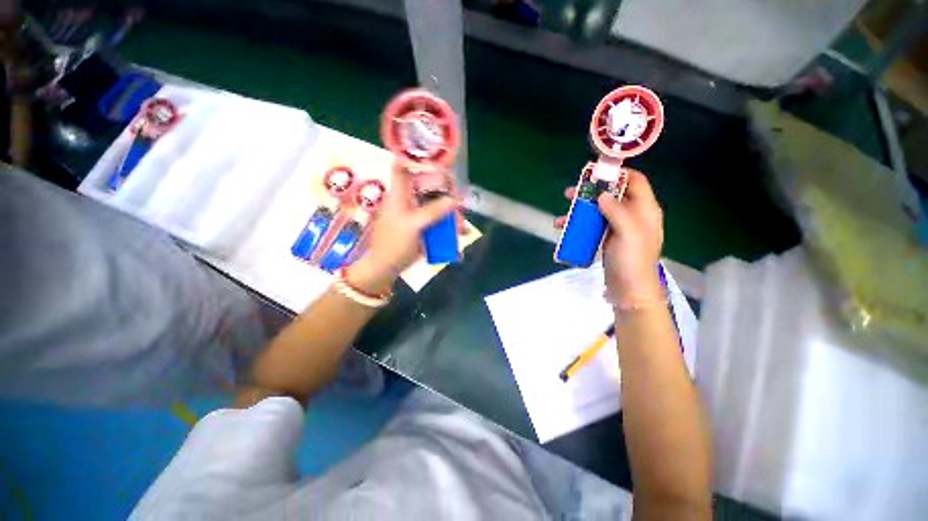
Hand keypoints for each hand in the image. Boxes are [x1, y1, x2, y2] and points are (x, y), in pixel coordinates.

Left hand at [348, 164, 457, 293]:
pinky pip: (439, 221)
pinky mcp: (424, 226)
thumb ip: (434, 211)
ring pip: (438, 206)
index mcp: (400, 193)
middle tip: (460, 206)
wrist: (387, 267)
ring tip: (462, 229)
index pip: (403, 166)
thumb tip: (456, 199)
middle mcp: (410, 199)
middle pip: (430, 187)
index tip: (434, 154)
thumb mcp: (413, 225)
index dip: (414, 156)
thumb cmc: (393, 243)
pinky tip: (458, 236)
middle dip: (447, 194)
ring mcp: (418, 213)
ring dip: (452, 215)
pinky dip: (449, 227)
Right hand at [555, 169, 663, 304]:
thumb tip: (601, 195)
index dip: (618, 174)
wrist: (629, 288)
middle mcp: (632, 214)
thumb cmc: (632, 260)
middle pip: (612, 194)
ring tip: (562, 214)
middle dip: (590, 192)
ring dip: (580, 209)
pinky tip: (565, 228)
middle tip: (570, 192)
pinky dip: (578, 224)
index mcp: (644, 209)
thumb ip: (617, 211)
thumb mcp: (629, 233)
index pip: (635, 181)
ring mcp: (618, 227)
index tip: (596, 172)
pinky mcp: (606, 238)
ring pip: (598, 210)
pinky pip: (592, 225)